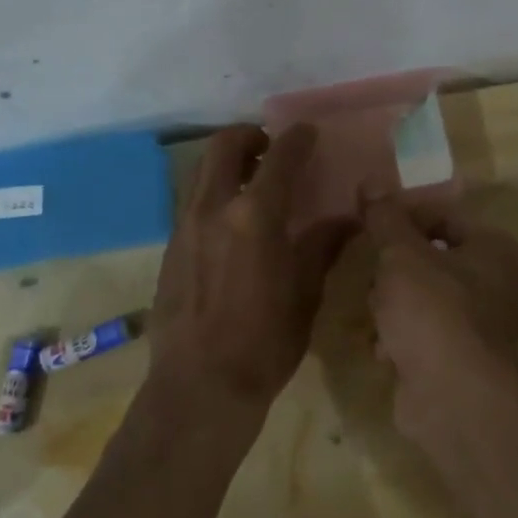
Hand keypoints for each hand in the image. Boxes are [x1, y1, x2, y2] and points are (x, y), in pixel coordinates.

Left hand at [150, 125, 354, 418]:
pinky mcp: (170, 248)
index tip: (309, 132)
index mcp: (254, 215)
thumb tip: (347, 219)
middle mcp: (213, 208)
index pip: (279, 157)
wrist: (199, 386)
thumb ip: (323, 246)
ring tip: (253, 182)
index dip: (297, 138)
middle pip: (224, 146)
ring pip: (202, 171)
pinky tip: (232, 223)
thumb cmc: (265, 341)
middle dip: (249, 135)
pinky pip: (193, 202)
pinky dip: (215, 193)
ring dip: (228, 163)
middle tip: (270, 147)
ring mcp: (185, 227)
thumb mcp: (306, 293)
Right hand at [364, 198, 517, 449]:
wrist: (452, 399)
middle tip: (375, 278)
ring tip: (379, 317)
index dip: (404, 218)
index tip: (371, 229)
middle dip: (394, 269)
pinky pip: (419, 332)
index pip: (444, 216)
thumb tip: (371, 180)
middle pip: (429, 258)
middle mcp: (495, 283)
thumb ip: (385, 217)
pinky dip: (398, 337)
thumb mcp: (402, 254)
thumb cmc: (433, 312)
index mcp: (495, 249)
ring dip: (390, 305)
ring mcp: (477, 324)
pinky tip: (384, 349)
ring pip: (419, 296)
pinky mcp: (456, 357)